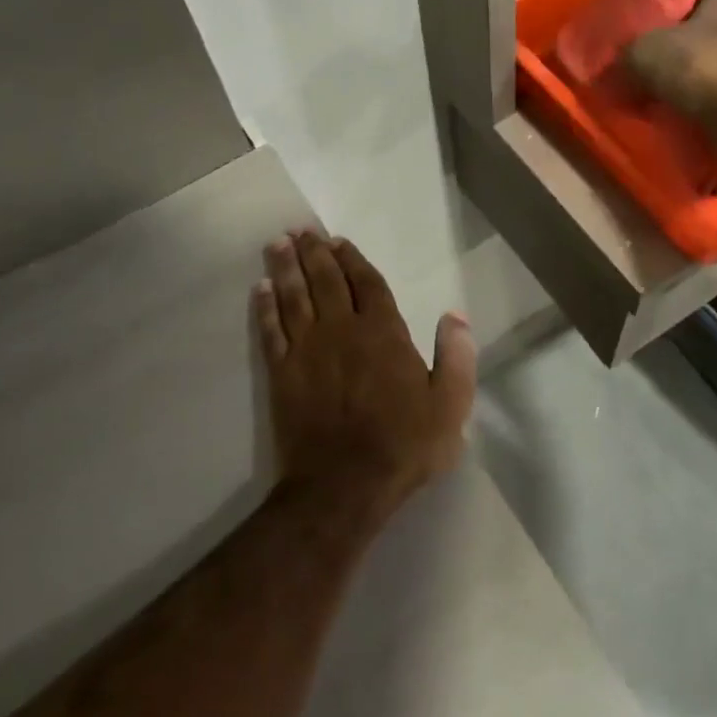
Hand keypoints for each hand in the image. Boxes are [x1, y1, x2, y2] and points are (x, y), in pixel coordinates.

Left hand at [253, 229, 475, 515]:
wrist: (344, 485)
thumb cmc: (403, 445)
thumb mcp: (450, 406)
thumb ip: (457, 358)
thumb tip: (456, 316)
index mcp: (383, 332)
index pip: (366, 283)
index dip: (352, 259)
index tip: (338, 241)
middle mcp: (342, 330)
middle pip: (325, 280)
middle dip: (314, 252)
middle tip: (300, 231)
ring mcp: (307, 350)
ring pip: (294, 297)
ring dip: (285, 268)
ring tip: (277, 244)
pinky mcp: (282, 373)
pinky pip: (271, 330)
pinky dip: (264, 307)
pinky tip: (259, 289)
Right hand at [623, 0, 716, 142]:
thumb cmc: (706, 71)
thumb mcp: (644, 53)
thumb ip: (627, 52)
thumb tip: (620, 64)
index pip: (690, 3)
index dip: (664, 29)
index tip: (647, 56)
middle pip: (710, 33)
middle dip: (686, 56)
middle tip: (659, 83)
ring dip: (705, 82)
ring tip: (681, 105)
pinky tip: (708, 118)